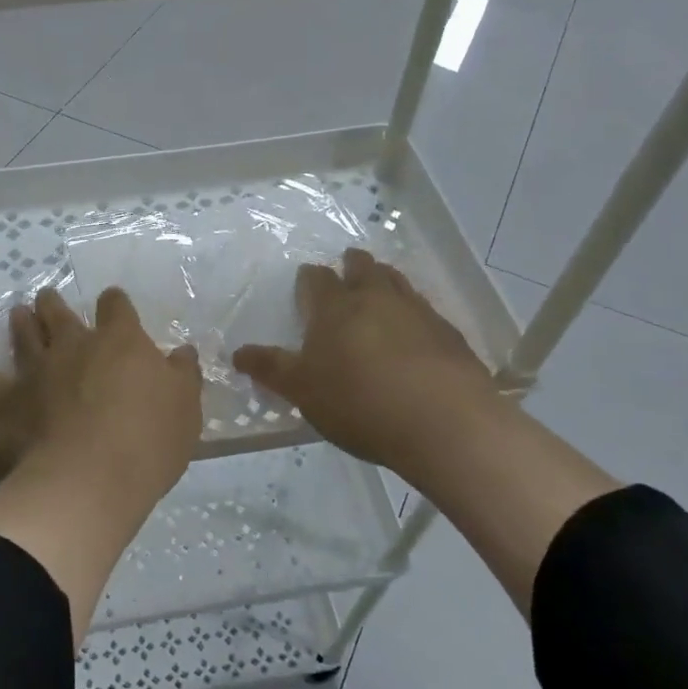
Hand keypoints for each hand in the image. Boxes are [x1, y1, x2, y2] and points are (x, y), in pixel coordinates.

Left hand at [0, 286, 202, 497]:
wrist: (86, 481)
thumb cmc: (146, 442)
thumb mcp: (184, 408)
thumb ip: (182, 376)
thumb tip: (181, 353)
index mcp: (119, 341)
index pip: (116, 308)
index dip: (114, 303)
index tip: (112, 302)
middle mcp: (73, 346)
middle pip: (60, 314)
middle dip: (54, 304)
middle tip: (47, 297)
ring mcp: (35, 372)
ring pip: (24, 337)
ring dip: (21, 324)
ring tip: (17, 314)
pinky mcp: (6, 404)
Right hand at [233, 248, 499, 472]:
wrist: (445, 423)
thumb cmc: (360, 403)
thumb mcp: (303, 391)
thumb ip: (270, 369)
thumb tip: (237, 353)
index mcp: (335, 308)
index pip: (317, 279)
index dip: (309, 278)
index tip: (305, 280)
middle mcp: (376, 298)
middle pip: (363, 268)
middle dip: (352, 265)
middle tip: (347, 266)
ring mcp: (418, 312)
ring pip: (397, 282)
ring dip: (385, 280)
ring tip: (379, 287)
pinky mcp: (450, 334)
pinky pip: (425, 310)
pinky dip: (414, 311)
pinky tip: (414, 330)